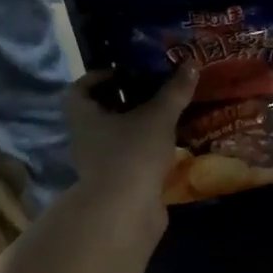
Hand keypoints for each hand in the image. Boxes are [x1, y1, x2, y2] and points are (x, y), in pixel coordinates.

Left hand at [66, 65, 197, 224]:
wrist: (125, 210)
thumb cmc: (132, 153)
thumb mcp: (158, 117)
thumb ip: (174, 91)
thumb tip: (191, 63)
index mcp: (83, 115)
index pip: (81, 88)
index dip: (100, 77)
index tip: (126, 73)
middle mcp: (85, 138)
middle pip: (99, 113)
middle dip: (124, 101)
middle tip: (152, 91)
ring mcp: (98, 164)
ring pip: (115, 138)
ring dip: (135, 128)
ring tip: (165, 118)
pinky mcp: (116, 184)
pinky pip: (128, 159)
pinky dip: (144, 151)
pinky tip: (167, 147)